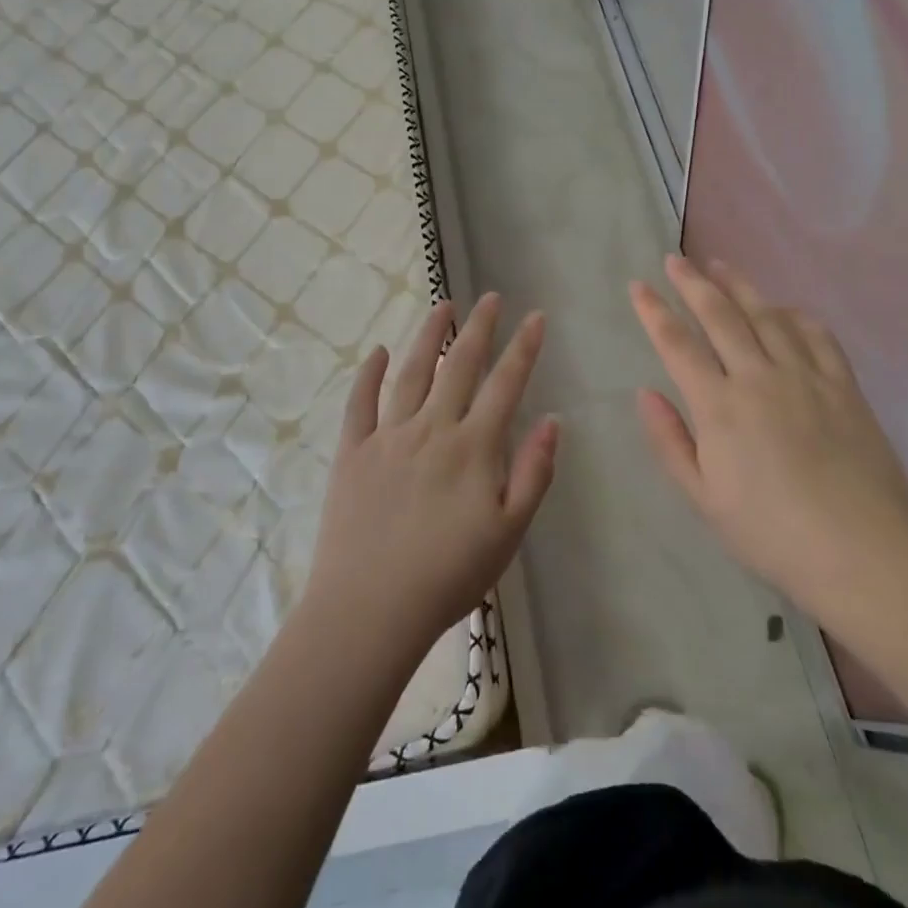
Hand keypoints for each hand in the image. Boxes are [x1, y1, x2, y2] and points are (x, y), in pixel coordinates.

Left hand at [304, 295, 556, 664]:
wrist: (370, 609)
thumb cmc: (449, 576)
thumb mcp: (509, 532)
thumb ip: (533, 473)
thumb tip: (554, 420)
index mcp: (473, 447)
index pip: (506, 384)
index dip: (524, 348)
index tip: (536, 316)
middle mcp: (432, 428)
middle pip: (460, 366)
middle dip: (479, 328)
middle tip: (490, 297)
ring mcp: (388, 436)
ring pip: (412, 372)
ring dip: (429, 336)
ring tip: (443, 306)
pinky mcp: (352, 451)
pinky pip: (360, 402)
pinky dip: (369, 373)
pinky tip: (379, 351)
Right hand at [629, 256, 907, 613]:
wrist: (862, 552)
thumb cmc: (772, 533)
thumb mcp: (704, 498)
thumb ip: (670, 442)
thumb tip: (645, 392)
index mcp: (719, 407)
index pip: (677, 345)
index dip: (654, 312)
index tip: (638, 286)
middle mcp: (758, 378)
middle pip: (720, 316)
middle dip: (693, 283)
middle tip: (675, 259)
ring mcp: (805, 376)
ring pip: (766, 315)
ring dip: (740, 286)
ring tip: (721, 266)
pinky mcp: (843, 385)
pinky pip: (816, 335)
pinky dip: (795, 314)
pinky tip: (784, 307)